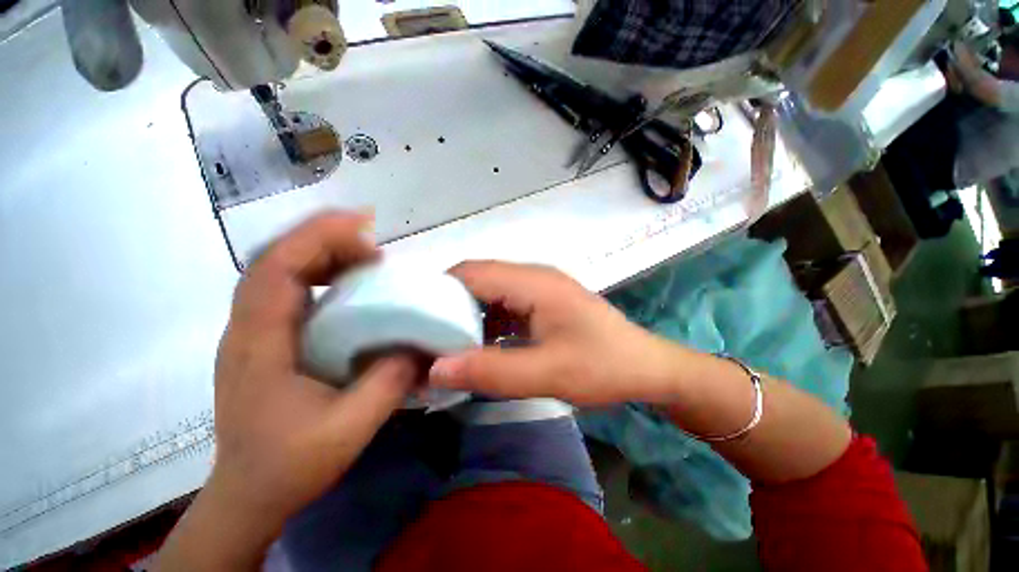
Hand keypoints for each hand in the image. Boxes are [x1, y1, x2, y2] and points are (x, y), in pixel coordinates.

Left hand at [211, 213, 416, 529]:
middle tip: (374, 248)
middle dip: (324, 241)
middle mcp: (247, 329)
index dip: (316, 237)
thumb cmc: (289, 465)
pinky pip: (287, 290)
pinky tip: (348, 286)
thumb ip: (388, 382)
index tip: (363, 226)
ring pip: (278, 272)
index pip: (275, 268)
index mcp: (258, 345)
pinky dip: (318, 274)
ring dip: (321, 254)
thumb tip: (419, 343)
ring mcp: (252, 333)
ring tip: (366, 260)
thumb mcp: (348, 428)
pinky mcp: (265, 340)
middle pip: (275, 260)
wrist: (250, 493)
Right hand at [428, 261, 684, 405]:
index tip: (414, 320)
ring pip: (490, 293)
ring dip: (468, 315)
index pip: (472, 273)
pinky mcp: (544, 303)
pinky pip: (505, 305)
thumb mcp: (547, 374)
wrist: (645, 367)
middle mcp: (533, 277)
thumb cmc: (603, 367)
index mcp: (534, 282)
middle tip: (426, 337)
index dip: (438, 291)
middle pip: (478, 280)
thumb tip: (435, 369)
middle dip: (449, 305)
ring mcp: (539, 289)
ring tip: (447, 343)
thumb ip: (491, 371)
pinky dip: (487, 322)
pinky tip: (481, 345)